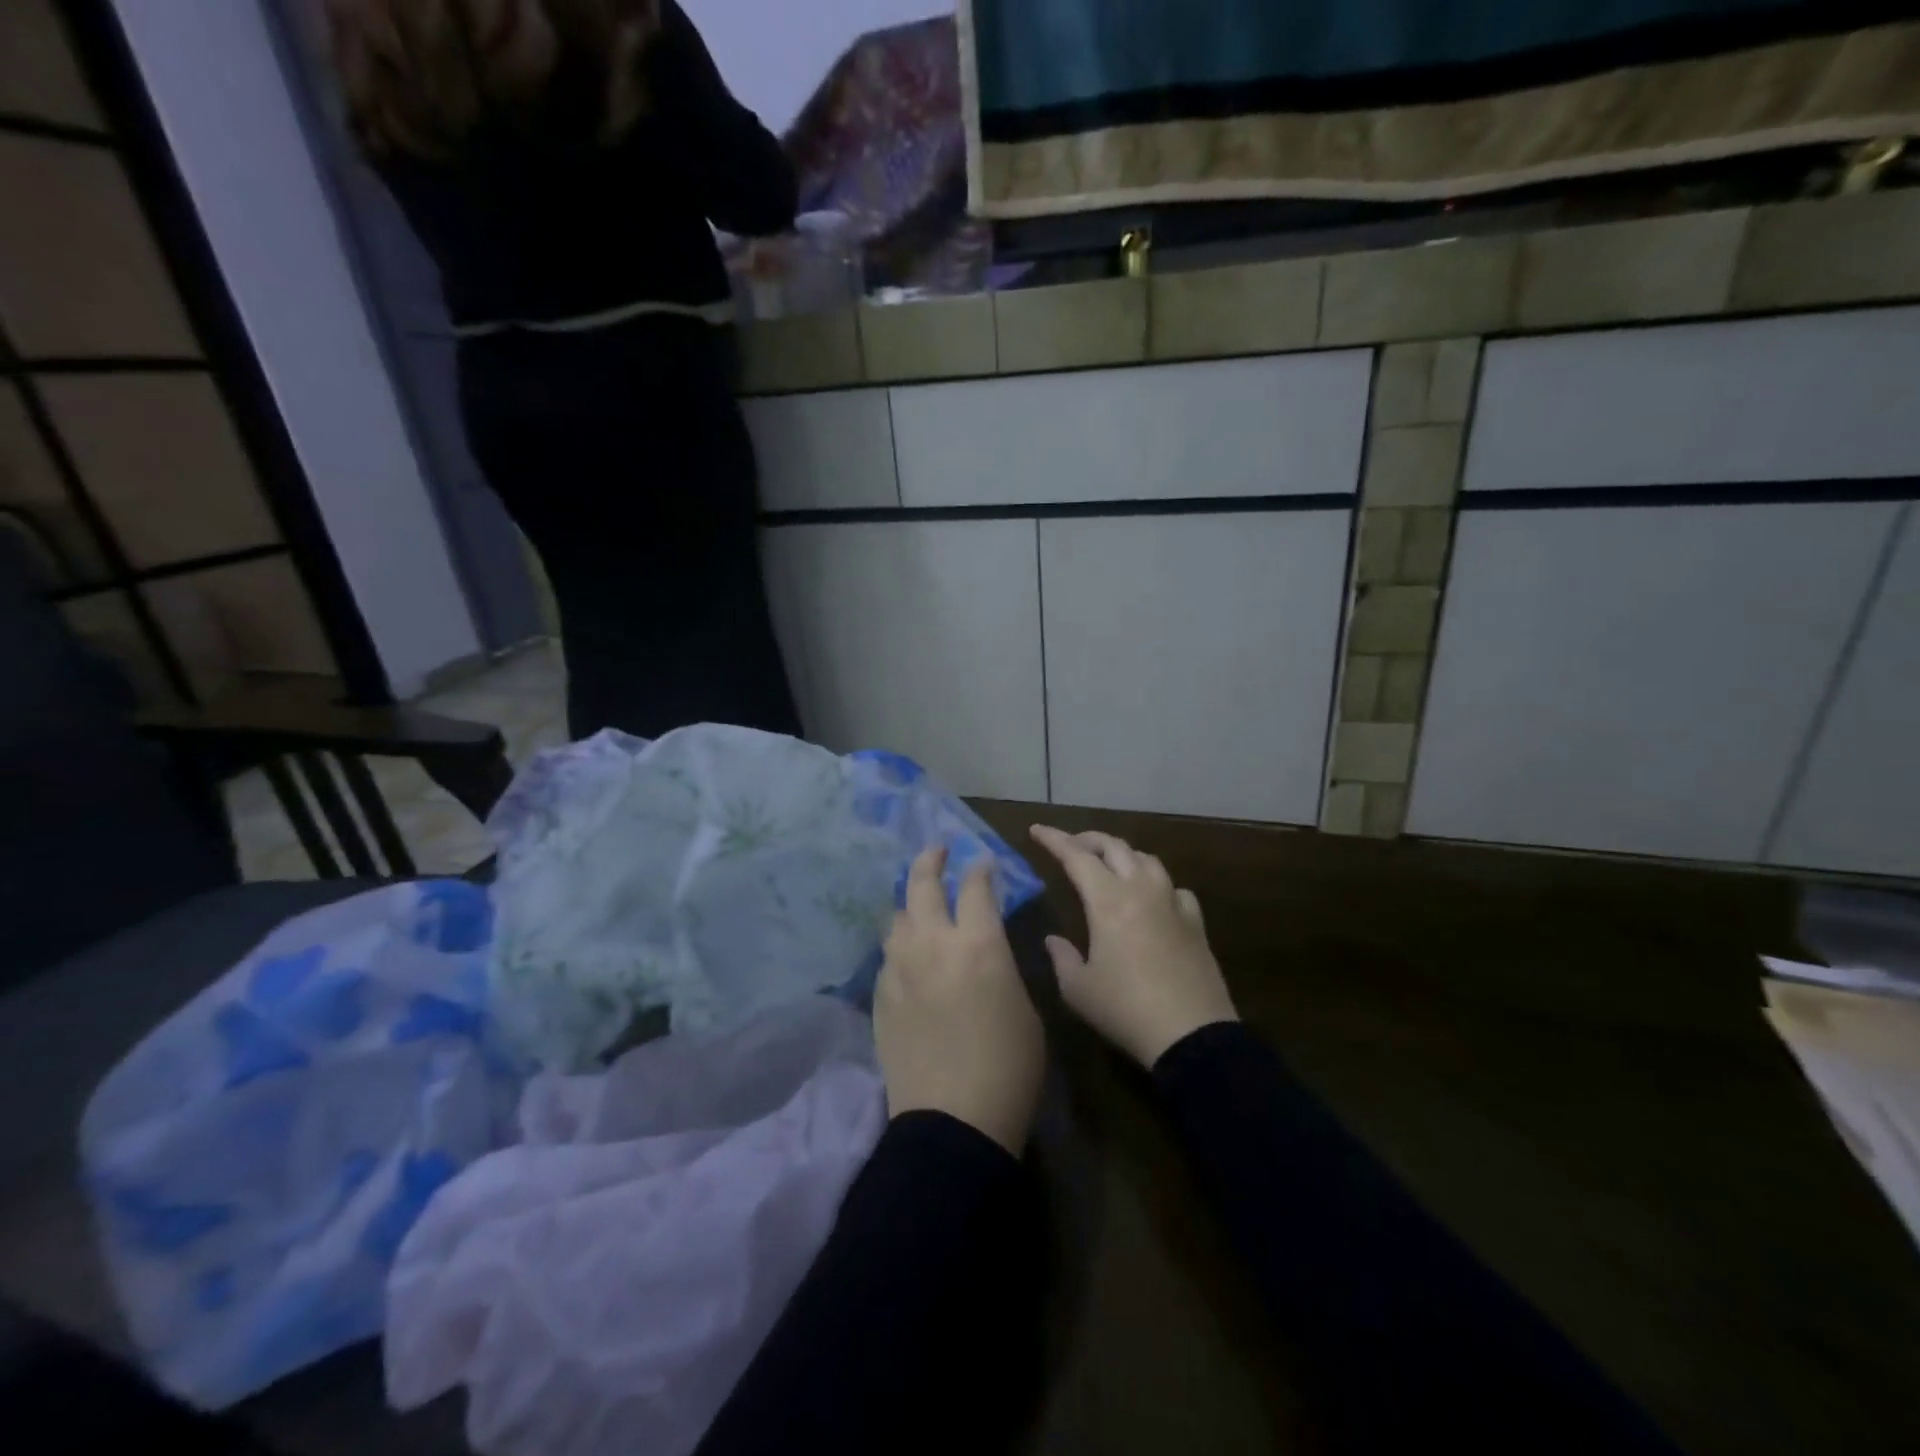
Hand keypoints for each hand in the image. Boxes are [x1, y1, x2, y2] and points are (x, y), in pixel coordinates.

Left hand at [874, 847, 1044, 1154]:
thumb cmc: (1009, 1067)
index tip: (982, 862)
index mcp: (979, 944)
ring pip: (897, 916)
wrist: (953, 1120)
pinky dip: (900, 944)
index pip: (976, 887)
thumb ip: (1003, 966)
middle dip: (931, 861)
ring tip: (920, 904)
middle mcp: (934, 943)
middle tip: (937, 852)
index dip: (980, 869)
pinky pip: (888, 954)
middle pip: (923, 884)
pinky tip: (908, 954)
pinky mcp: (881, 995)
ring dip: (911, 903)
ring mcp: (900, 968)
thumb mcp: (1025, 1008)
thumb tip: (987, 948)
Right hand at [1029, 825, 1237, 1068]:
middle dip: (1088, 839)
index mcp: (1107, 900)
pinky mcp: (1195, 922)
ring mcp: (1172, 903)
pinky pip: (1175, 888)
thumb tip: (1053, 940)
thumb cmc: (1125, 1009)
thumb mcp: (1078, 989)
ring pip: (1147, 860)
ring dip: (1123, 854)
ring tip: (1110, 864)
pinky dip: (1157, 883)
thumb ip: (1062, 957)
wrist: (1191, 1034)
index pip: (1076, 856)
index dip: (1054, 839)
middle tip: (1070, 845)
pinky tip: (1154, 898)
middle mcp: (1141, 890)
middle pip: (1114, 847)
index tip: (1037, 830)